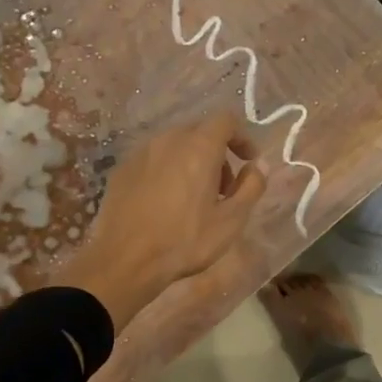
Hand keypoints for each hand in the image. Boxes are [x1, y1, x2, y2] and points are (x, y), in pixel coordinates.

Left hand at [53, 113, 265, 331]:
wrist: (126, 260)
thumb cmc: (185, 240)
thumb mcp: (231, 220)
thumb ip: (252, 186)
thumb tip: (258, 165)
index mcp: (198, 147)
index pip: (226, 121)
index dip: (242, 137)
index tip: (249, 161)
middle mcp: (168, 140)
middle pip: (200, 132)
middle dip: (218, 153)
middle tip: (224, 189)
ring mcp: (141, 153)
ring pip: (175, 146)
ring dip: (192, 162)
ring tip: (195, 199)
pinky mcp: (122, 169)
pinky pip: (153, 160)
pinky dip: (168, 171)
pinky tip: (166, 203)